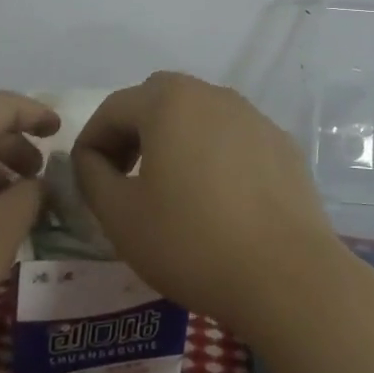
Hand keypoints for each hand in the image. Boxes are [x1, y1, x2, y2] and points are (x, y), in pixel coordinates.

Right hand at [71, 71, 353, 342]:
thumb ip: (91, 175)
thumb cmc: (192, 242)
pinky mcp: (282, 145)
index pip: (113, 108)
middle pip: (158, 99)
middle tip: (125, 173)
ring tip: (171, 186)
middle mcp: (212, 95)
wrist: (287, 277)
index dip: (91, 141)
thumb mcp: (120, 215)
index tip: (85, 177)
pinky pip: (233, 138)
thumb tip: (91, 158)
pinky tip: (218, 199)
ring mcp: (253, 117)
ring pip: (199, 115)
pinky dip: (214, 154)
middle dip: (133, 130)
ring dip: (175, 139)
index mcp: (168, 102)